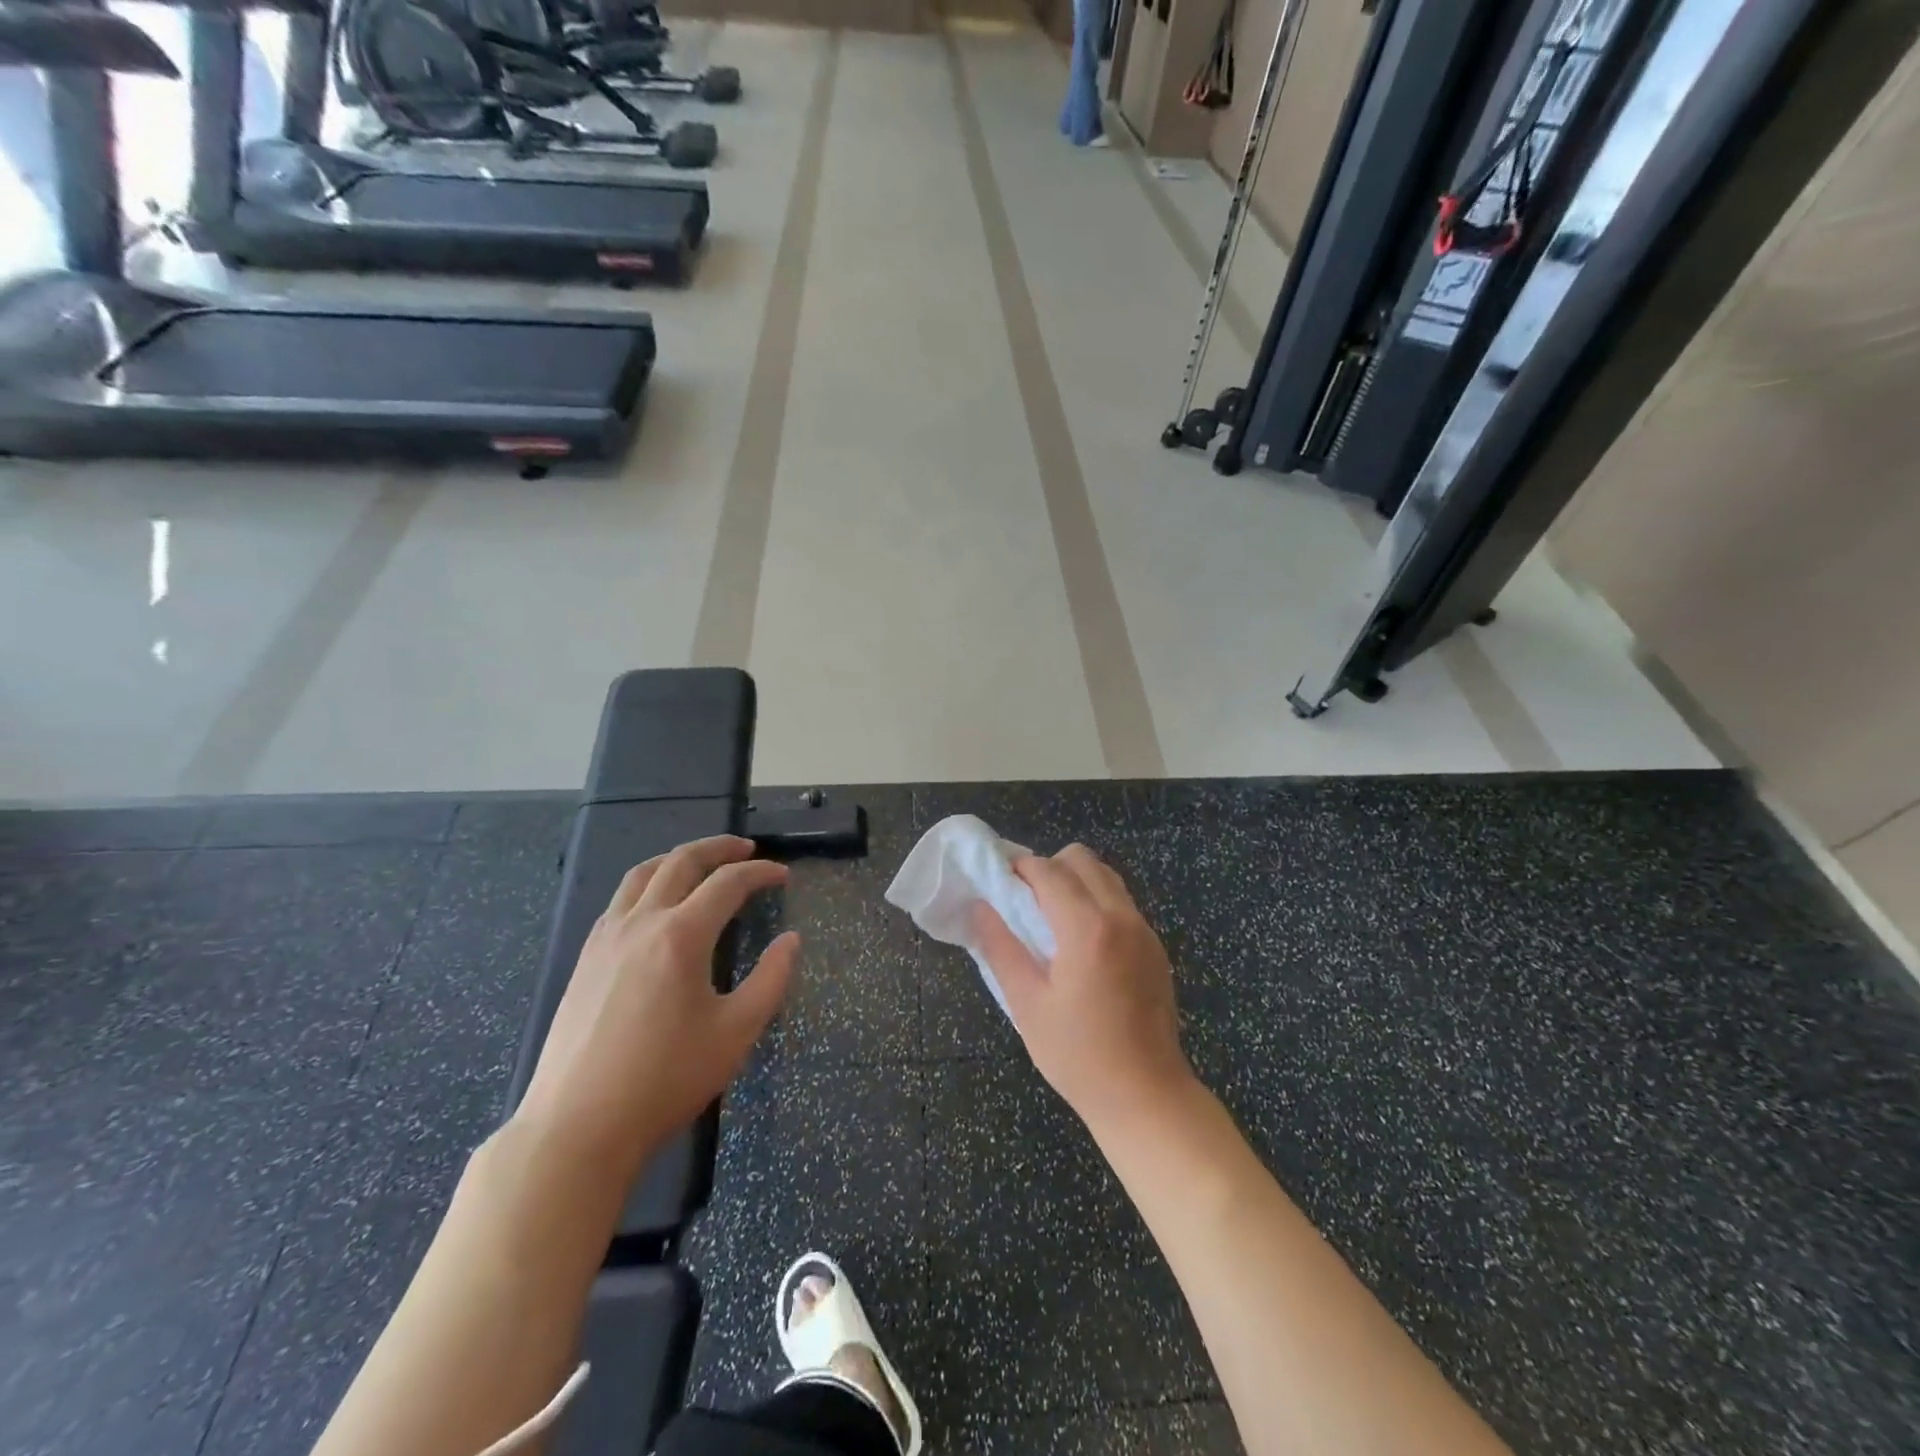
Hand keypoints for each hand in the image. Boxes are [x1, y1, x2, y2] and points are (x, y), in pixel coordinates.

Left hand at [514, 836, 797, 1181]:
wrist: (577, 1126)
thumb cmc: (666, 1080)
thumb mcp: (736, 1032)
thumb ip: (771, 979)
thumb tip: (791, 940)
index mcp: (681, 935)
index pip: (728, 883)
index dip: (760, 873)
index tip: (783, 876)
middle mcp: (641, 923)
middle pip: (681, 862)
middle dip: (718, 848)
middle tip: (746, 850)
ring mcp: (606, 939)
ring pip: (642, 874)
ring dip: (678, 859)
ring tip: (701, 863)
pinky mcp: (585, 959)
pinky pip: (619, 900)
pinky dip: (648, 884)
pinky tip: (657, 906)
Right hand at [974, 845, 1195, 1131]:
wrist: (1146, 1095)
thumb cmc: (1078, 1056)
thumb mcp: (1027, 1005)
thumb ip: (1001, 948)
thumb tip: (980, 908)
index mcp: (1087, 929)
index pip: (1049, 872)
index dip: (1020, 868)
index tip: (998, 880)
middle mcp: (1121, 917)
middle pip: (1082, 859)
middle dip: (1049, 867)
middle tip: (1025, 901)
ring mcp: (1144, 930)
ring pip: (1106, 876)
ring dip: (1075, 881)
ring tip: (1052, 918)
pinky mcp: (1155, 946)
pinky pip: (1121, 901)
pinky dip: (1096, 900)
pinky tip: (1081, 941)